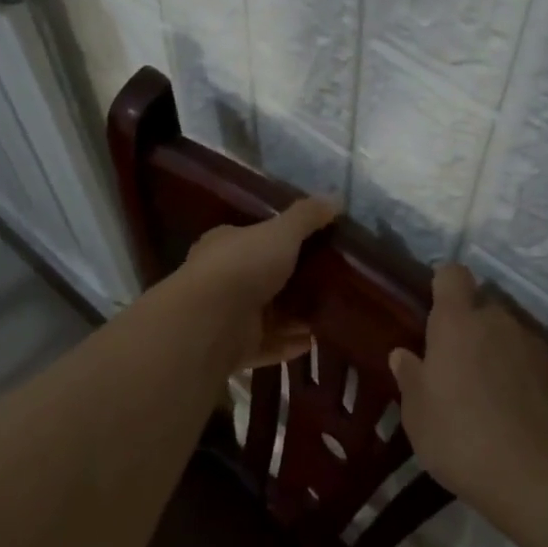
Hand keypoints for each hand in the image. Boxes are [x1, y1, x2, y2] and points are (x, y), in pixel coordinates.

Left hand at [179, 195, 339, 369]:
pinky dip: (288, 344)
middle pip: (262, 278)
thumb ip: (308, 216)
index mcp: (225, 245)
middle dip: (292, 281)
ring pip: (266, 315)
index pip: (252, 238)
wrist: (210, 321)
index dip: (279, 241)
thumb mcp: (281, 232)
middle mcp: (221, 278)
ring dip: (294, 316)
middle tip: (329, 281)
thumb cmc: (243, 265)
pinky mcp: (233, 349)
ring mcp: (226, 316)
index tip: (312, 245)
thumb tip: (337, 197)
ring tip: (328, 312)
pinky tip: (314, 341)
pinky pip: (267, 345)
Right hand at [390, 264, 547, 510]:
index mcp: (457, 323)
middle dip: (475, 330)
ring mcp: (538, 346)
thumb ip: (410, 377)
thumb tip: (403, 354)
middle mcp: (500, 322)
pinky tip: (530, 415)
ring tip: (498, 398)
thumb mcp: (416, 414)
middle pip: (486, 309)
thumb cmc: (458, 438)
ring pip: (516, 338)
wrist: (531, 478)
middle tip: (463, 370)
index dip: (446, 286)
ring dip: (505, 355)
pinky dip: (536, 382)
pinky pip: (544, 368)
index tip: (439, 310)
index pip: (453, 275)